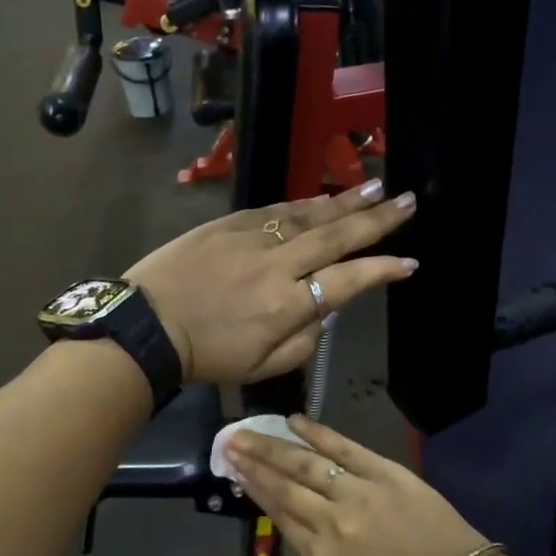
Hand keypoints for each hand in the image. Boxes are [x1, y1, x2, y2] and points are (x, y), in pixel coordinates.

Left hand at [126, 181, 416, 384]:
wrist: (146, 324)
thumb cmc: (205, 355)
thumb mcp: (261, 367)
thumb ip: (303, 342)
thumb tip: (323, 312)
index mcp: (286, 305)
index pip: (347, 281)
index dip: (382, 270)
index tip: (409, 261)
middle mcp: (276, 265)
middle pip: (336, 237)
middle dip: (377, 219)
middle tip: (408, 201)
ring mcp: (252, 238)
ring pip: (308, 215)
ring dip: (346, 202)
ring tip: (376, 188)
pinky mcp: (229, 223)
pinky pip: (276, 210)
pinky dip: (305, 203)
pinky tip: (324, 197)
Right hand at [225, 417, 492, 555]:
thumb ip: (315, 545)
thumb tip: (289, 510)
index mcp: (320, 555)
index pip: (279, 513)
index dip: (255, 488)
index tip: (235, 468)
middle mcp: (331, 522)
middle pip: (284, 486)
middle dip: (253, 462)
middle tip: (229, 441)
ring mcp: (357, 493)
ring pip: (305, 464)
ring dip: (273, 446)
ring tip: (249, 432)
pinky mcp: (384, 472)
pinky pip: (343, 447)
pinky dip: (317, 432)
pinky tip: (294, 421)